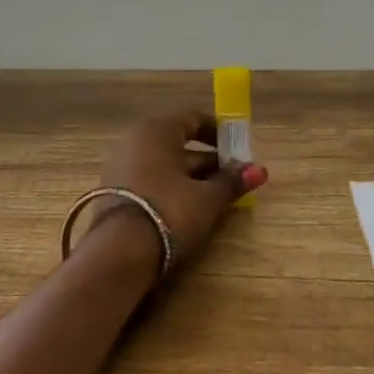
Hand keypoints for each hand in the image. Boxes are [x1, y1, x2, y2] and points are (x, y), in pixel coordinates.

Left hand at [91, 112, 267, 272]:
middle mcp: (134, 142)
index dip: (219, 132)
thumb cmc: (170, 212)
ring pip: (165, 167)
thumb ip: (232, 182)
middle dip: (209, 162)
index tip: (239, 150)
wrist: (119, 255)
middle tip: (234, 180)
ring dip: (192, 179)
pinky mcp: (114, 195)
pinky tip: (190, 211)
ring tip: (218, 199)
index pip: (192, 118)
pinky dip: (172, 191)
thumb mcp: (208, 198)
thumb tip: (259, 170)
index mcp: (156, 131)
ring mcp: (120, 169)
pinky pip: (151, 183)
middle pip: (178, 145)